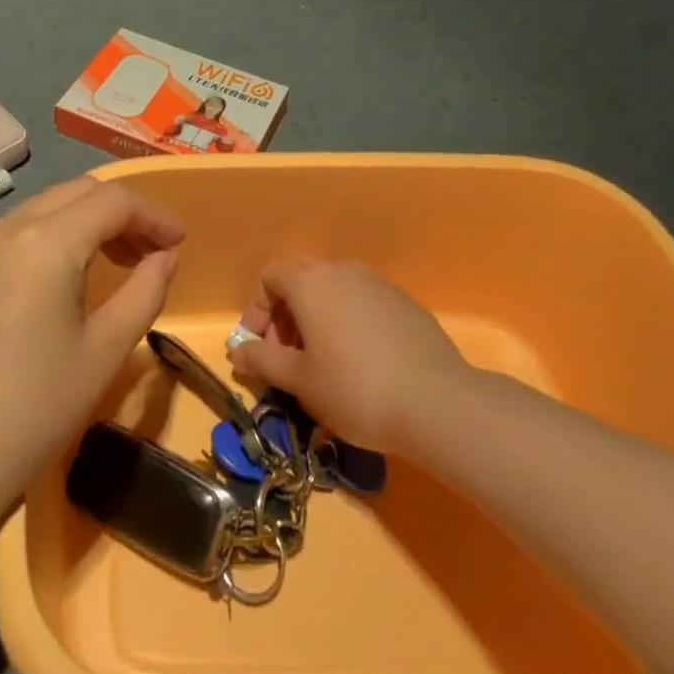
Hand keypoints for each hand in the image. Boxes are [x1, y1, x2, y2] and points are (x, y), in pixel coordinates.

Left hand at [0, 177, 183, 509]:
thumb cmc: (33, 411)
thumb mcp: (105, 352)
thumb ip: (144, 292)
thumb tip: (165, 257)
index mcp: (46, 242)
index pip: (113, 201)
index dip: (154, 215)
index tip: (179, 243)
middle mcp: (8, 228)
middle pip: (79, 192)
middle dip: (123, 213)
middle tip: (151, 254)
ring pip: (47, 207)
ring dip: (87, 221)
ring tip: (115, 263)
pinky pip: (18, 231)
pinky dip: (54, 236)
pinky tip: (64, 278)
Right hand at [227, 260, 469, 453]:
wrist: (437, 402)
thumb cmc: (354, 389)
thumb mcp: (299, 381)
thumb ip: (262, 360)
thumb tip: (237, 351)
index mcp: (311, 281)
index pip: (269, 276)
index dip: (256, 310)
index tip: (260, 349)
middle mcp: (342, 271)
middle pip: (300, 282)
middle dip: (285, 318)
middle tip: (287, 361)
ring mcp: (377, 284)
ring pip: (332, 293)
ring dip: (316, 322)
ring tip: (322, 366)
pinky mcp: (404, 303)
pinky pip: (361, 304)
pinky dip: (347, 325)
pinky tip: (360, 365)